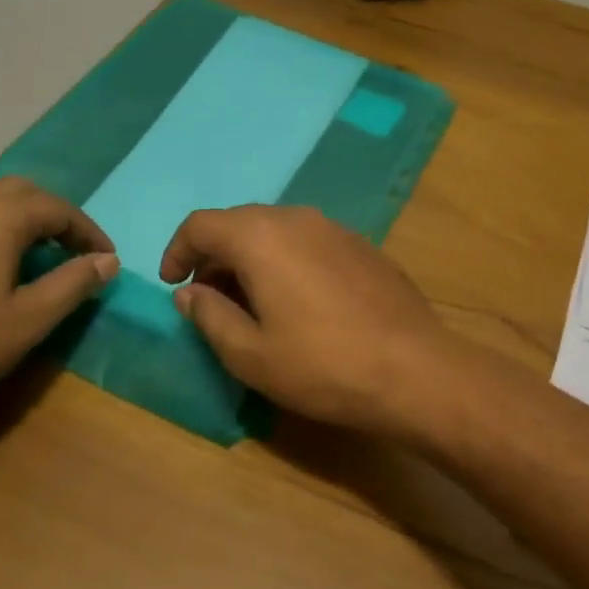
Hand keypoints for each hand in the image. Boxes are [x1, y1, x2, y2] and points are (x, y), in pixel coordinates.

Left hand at [0, 178, 116, 429]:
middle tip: (69, 250)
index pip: (58, 209)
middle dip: (50, 216)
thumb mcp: (30, 319)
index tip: (106, 258)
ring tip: (24, 252)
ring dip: (10, 217)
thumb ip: (74, 283)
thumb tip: (108, 261)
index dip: (87, 232)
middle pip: (18, 192)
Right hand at [159, 206, 458, 439]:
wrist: (415, 369)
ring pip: (276, 231)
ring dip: (252, 259)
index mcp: (260, 236)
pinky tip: (298, 302)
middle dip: (215, 258)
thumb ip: (210, 316)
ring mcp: (335, 228)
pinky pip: (308, 242)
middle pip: (239, 223)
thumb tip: (189, 293)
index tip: (174, 287)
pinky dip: (286, 261)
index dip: (178, 253)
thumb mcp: (250, 353)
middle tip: (210, 301)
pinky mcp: (362, 246)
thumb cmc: (322, 364)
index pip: (201, 225)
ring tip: (252, 304)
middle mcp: (297, 218)